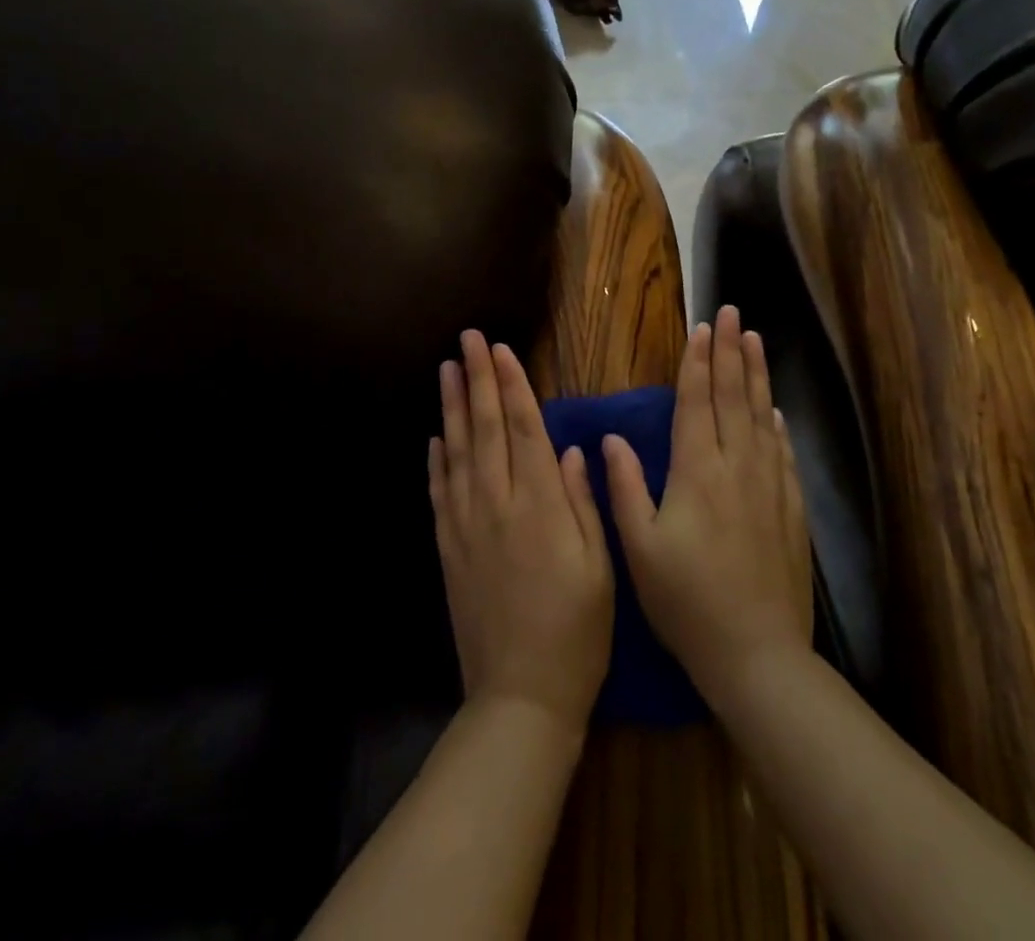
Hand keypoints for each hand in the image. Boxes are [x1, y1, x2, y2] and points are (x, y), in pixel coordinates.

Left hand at [432, 331, 613, 732]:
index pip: (524, 428)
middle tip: (468, 339)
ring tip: (447, 370)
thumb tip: (567, 449)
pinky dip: (436, 460)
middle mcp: (498, 503)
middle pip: (487, 428)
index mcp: (540, 504)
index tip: (501, 349)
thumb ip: (581, 502)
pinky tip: (435, 437)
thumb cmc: (577, 630)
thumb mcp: (599, 565)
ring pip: (458, 451)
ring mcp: (467, 525)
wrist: (521, 695)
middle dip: (478, 378)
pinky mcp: (449, 548)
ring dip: (453, 407)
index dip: (513, 384)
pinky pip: (439, 493)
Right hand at [602, 305, 812, 706]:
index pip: (696, 402)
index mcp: (696, 471)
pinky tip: (774, 411)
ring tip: (756, 341)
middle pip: (732, 396)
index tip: (703, 328)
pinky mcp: (790, 509)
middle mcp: (735, 466)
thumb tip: (611, 438)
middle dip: (730, 352)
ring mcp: (768, 486)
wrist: (756, 653)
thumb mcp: (639, 548)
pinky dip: (776, 425)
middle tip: (733, 314)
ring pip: (760, 416)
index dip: (698, 362)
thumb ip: (623, 487)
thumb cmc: (686, 601)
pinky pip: (782, 453)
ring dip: (756, 375)